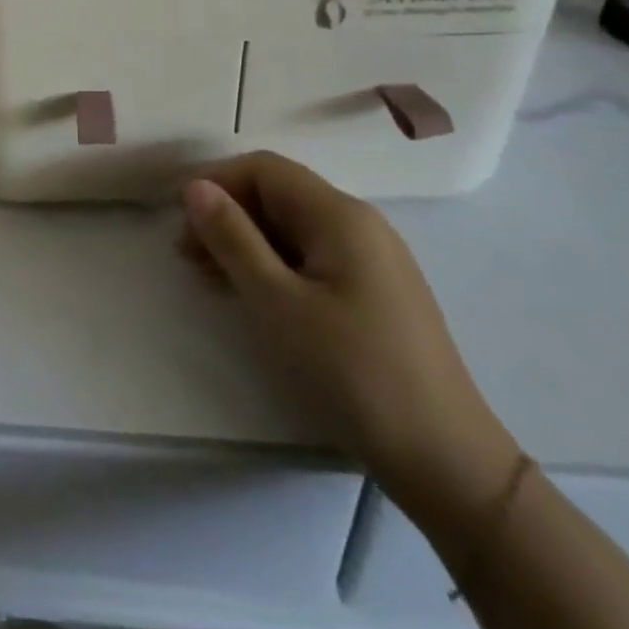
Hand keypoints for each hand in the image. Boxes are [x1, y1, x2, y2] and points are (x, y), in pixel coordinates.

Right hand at [180, 153, 520, 516]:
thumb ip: (233, 237)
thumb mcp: (277, 301)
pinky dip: (273, 265)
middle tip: (187, 257)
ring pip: (293, 228)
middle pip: (279, 194)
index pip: (264, 169)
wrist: (446, 460)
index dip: (217, 183)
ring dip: (246, 242)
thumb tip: (196, 186)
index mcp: (339, 214)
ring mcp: (372, 258)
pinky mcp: (375, 292)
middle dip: (227, 215)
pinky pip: (312, 257)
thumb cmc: (351, 371)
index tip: (182, 223)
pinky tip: (252, 294)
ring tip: (209, 277)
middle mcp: (359, 223)